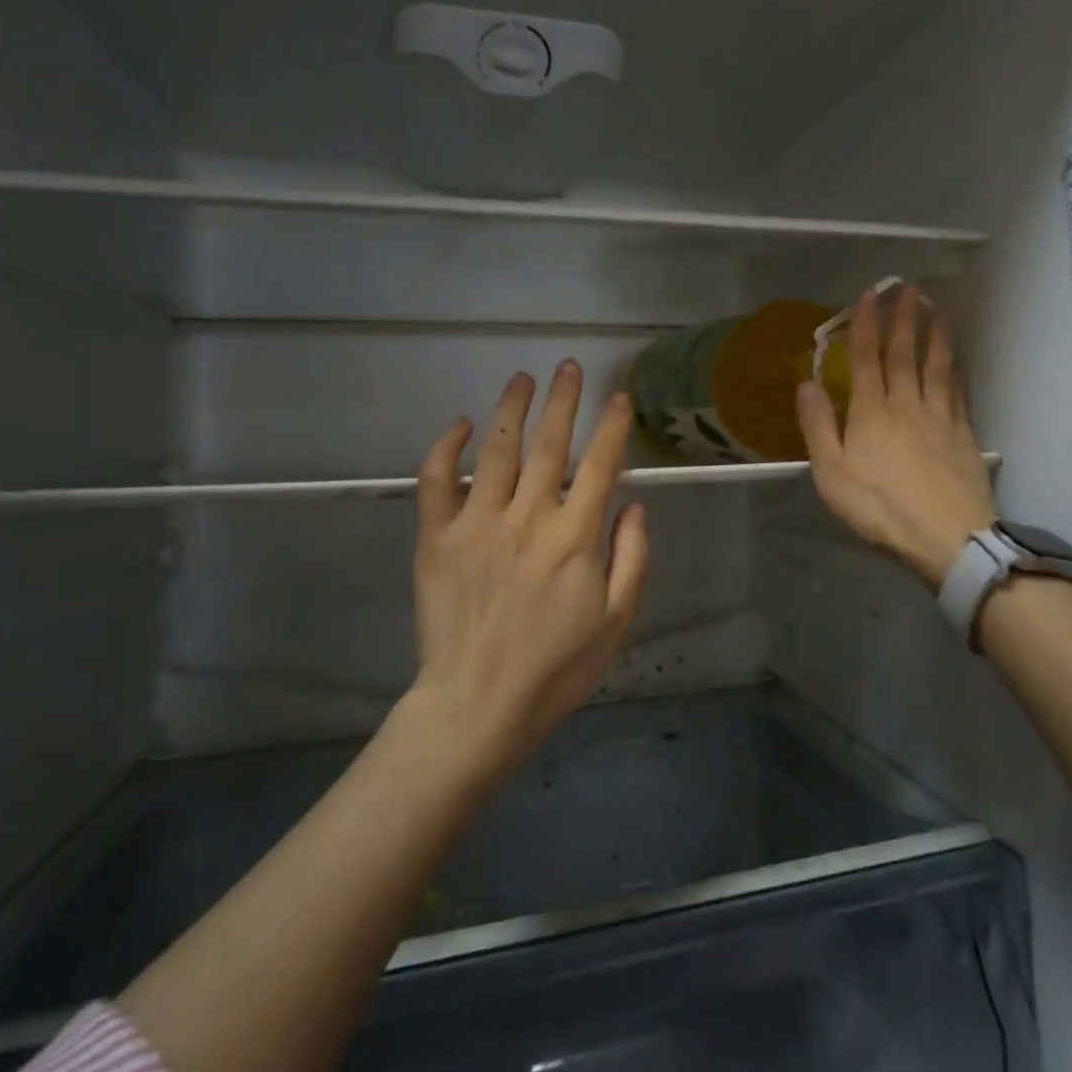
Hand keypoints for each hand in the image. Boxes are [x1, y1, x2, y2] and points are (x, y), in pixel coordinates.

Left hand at [406, 363, 647, 777]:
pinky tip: (459, 424)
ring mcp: (478, 524)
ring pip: (496, 450)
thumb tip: (634, 503)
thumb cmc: (556, 667)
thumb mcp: (617, 620)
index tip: (617, 397)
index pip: (599, 464)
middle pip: (549, 444)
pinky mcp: (437, 538)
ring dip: (511, 408)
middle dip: (563, 400)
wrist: (478, 705)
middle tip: (569, 365)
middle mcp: (527, 518)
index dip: (611, 426)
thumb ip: (632, 556)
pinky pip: (437, 482)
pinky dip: (446, 448)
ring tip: (522, 378)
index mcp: (574, 537)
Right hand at [797, 286, 997, 589]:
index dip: (866, 325)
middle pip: (904, 355)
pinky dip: (956, 368)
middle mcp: (907, 405)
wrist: (948, 538)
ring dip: (935, 335)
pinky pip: (958, 391)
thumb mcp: (833, 474)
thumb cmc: (881, 509)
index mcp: (871, 413)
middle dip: (903, 319)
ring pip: (936, 367)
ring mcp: (940, 418)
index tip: (869, 295)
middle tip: (908, 288)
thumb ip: (819, 426)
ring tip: (938, 309)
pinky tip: (958, 359)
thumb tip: (806, 382)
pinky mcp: (964, 435)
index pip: (867, 359)